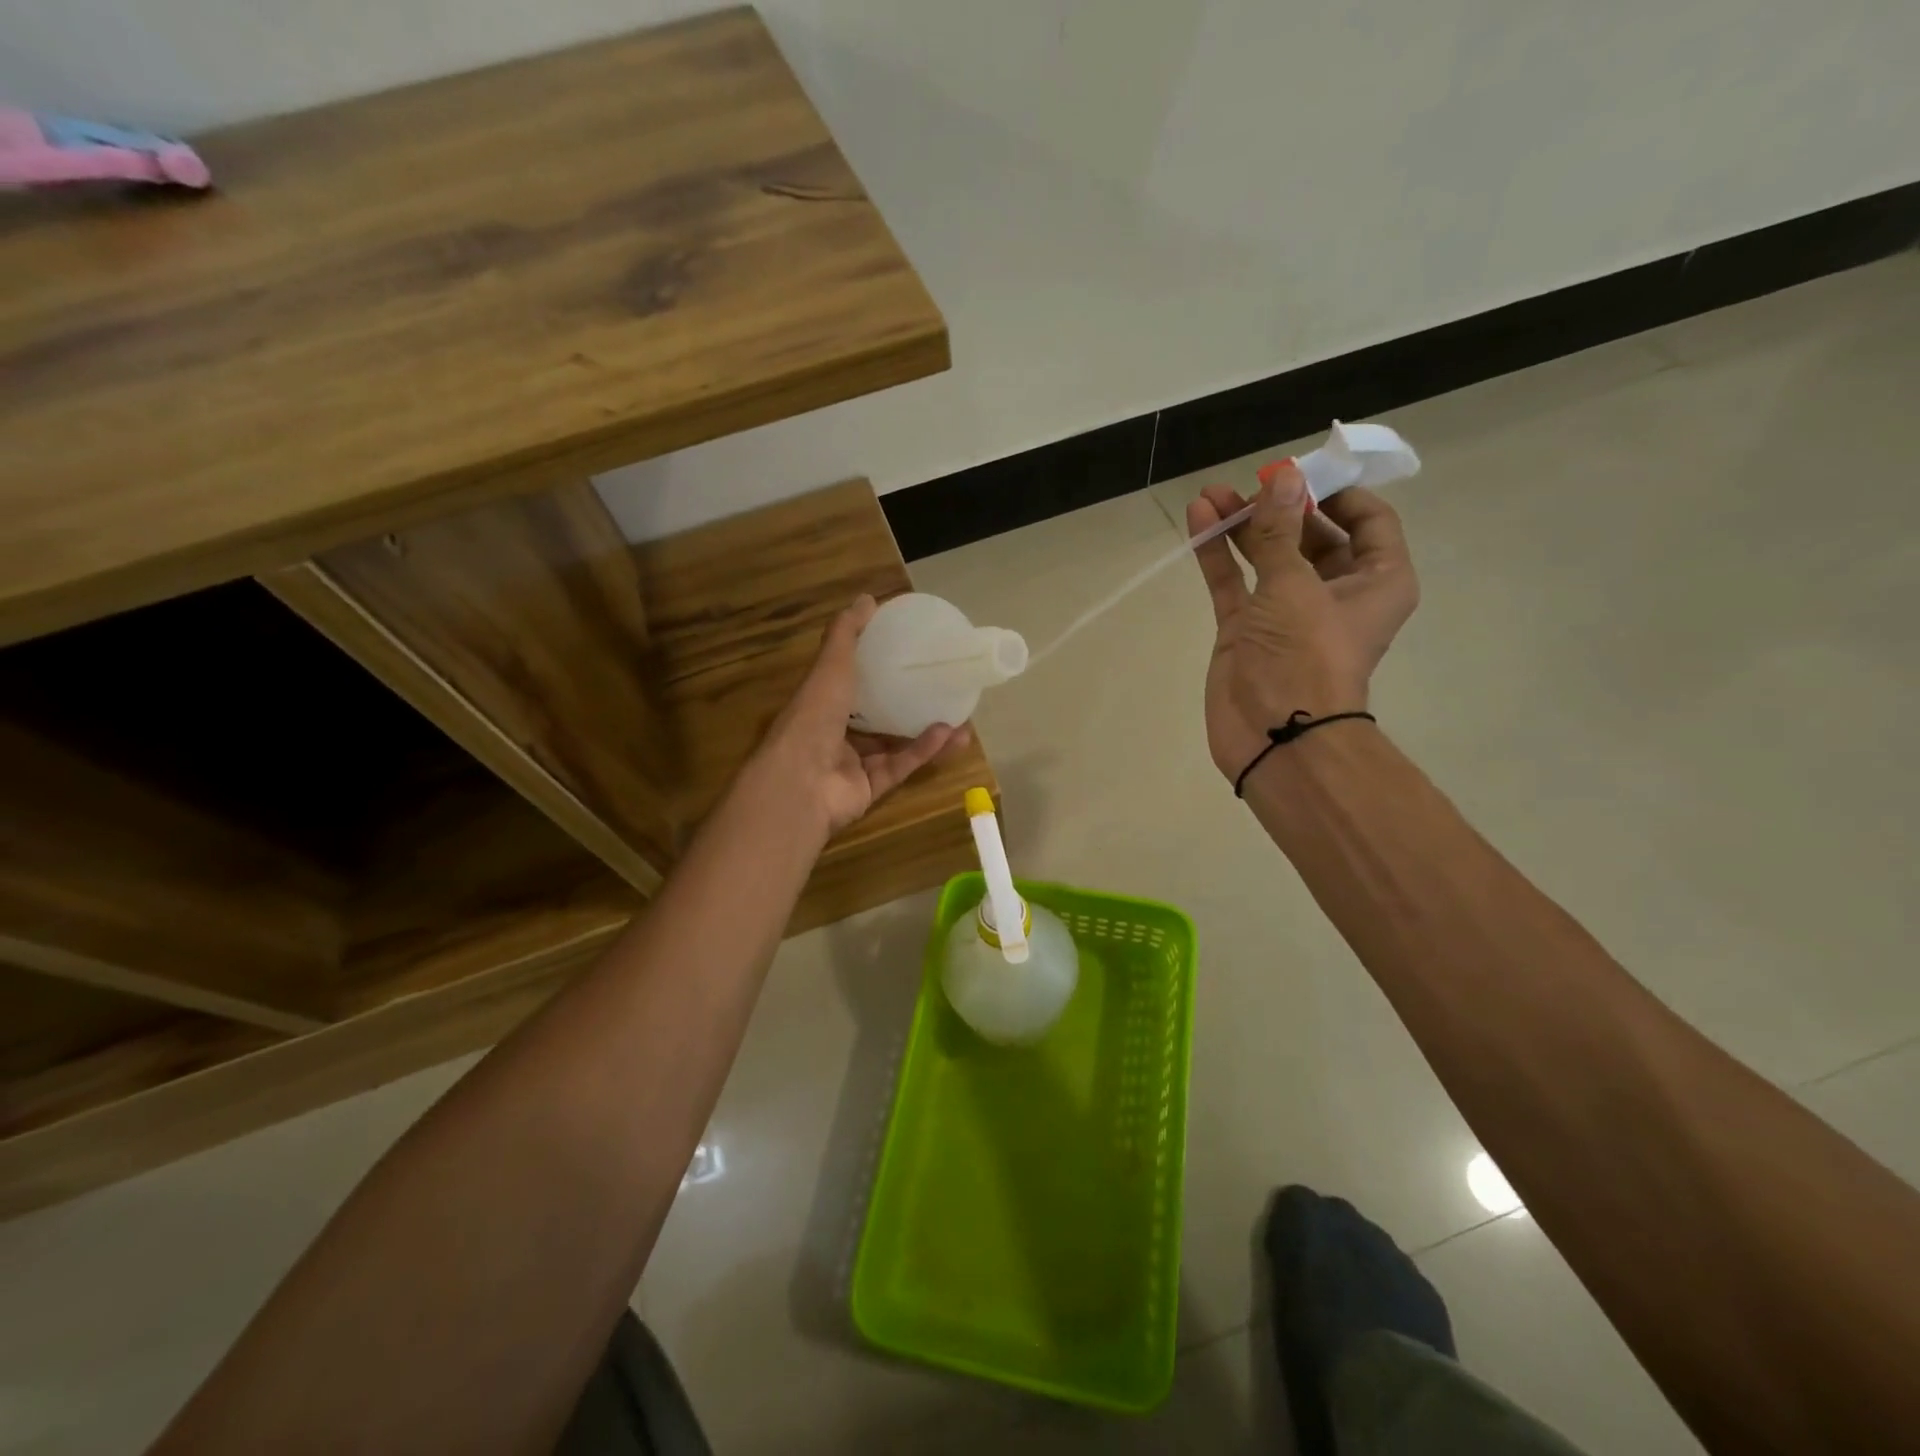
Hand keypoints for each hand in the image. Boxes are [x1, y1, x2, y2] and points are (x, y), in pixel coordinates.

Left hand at [751, 595, 968, 836]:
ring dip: (926, 731)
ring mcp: (853, 764)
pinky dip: (923, 751)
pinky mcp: (870, 788)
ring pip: (895, 744)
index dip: (875, 669)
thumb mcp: (830, 667)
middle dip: (910, 705)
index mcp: (821, 704)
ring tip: (961, 718)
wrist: (801, 783)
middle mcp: (835, 733)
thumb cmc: (813, 717)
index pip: (849, 684)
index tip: (908, 655)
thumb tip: (868, 599)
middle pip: (877, 717)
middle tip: (943, 690)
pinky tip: (949, 735)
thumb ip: (847, 635)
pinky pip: (901, 766)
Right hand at [1187, 463, 1417, 782]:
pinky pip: (1233, 582)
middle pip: (1310, 535)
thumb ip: (1280, 531)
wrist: (1274, 735)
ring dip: (1242, 526)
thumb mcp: (1294, 585)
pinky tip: (1199, 521)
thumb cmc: (1305, 655)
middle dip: (1278, 507)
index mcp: (1375, 581)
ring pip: (1266, 556)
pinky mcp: (1246, 628)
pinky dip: (1218, 554)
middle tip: (1248, 484)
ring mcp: (1286, 611)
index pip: (1368, 521)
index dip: (1336, 493)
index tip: (1300, 475)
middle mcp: (1334, 592)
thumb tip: (1282, 477)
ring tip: (1211, 495)